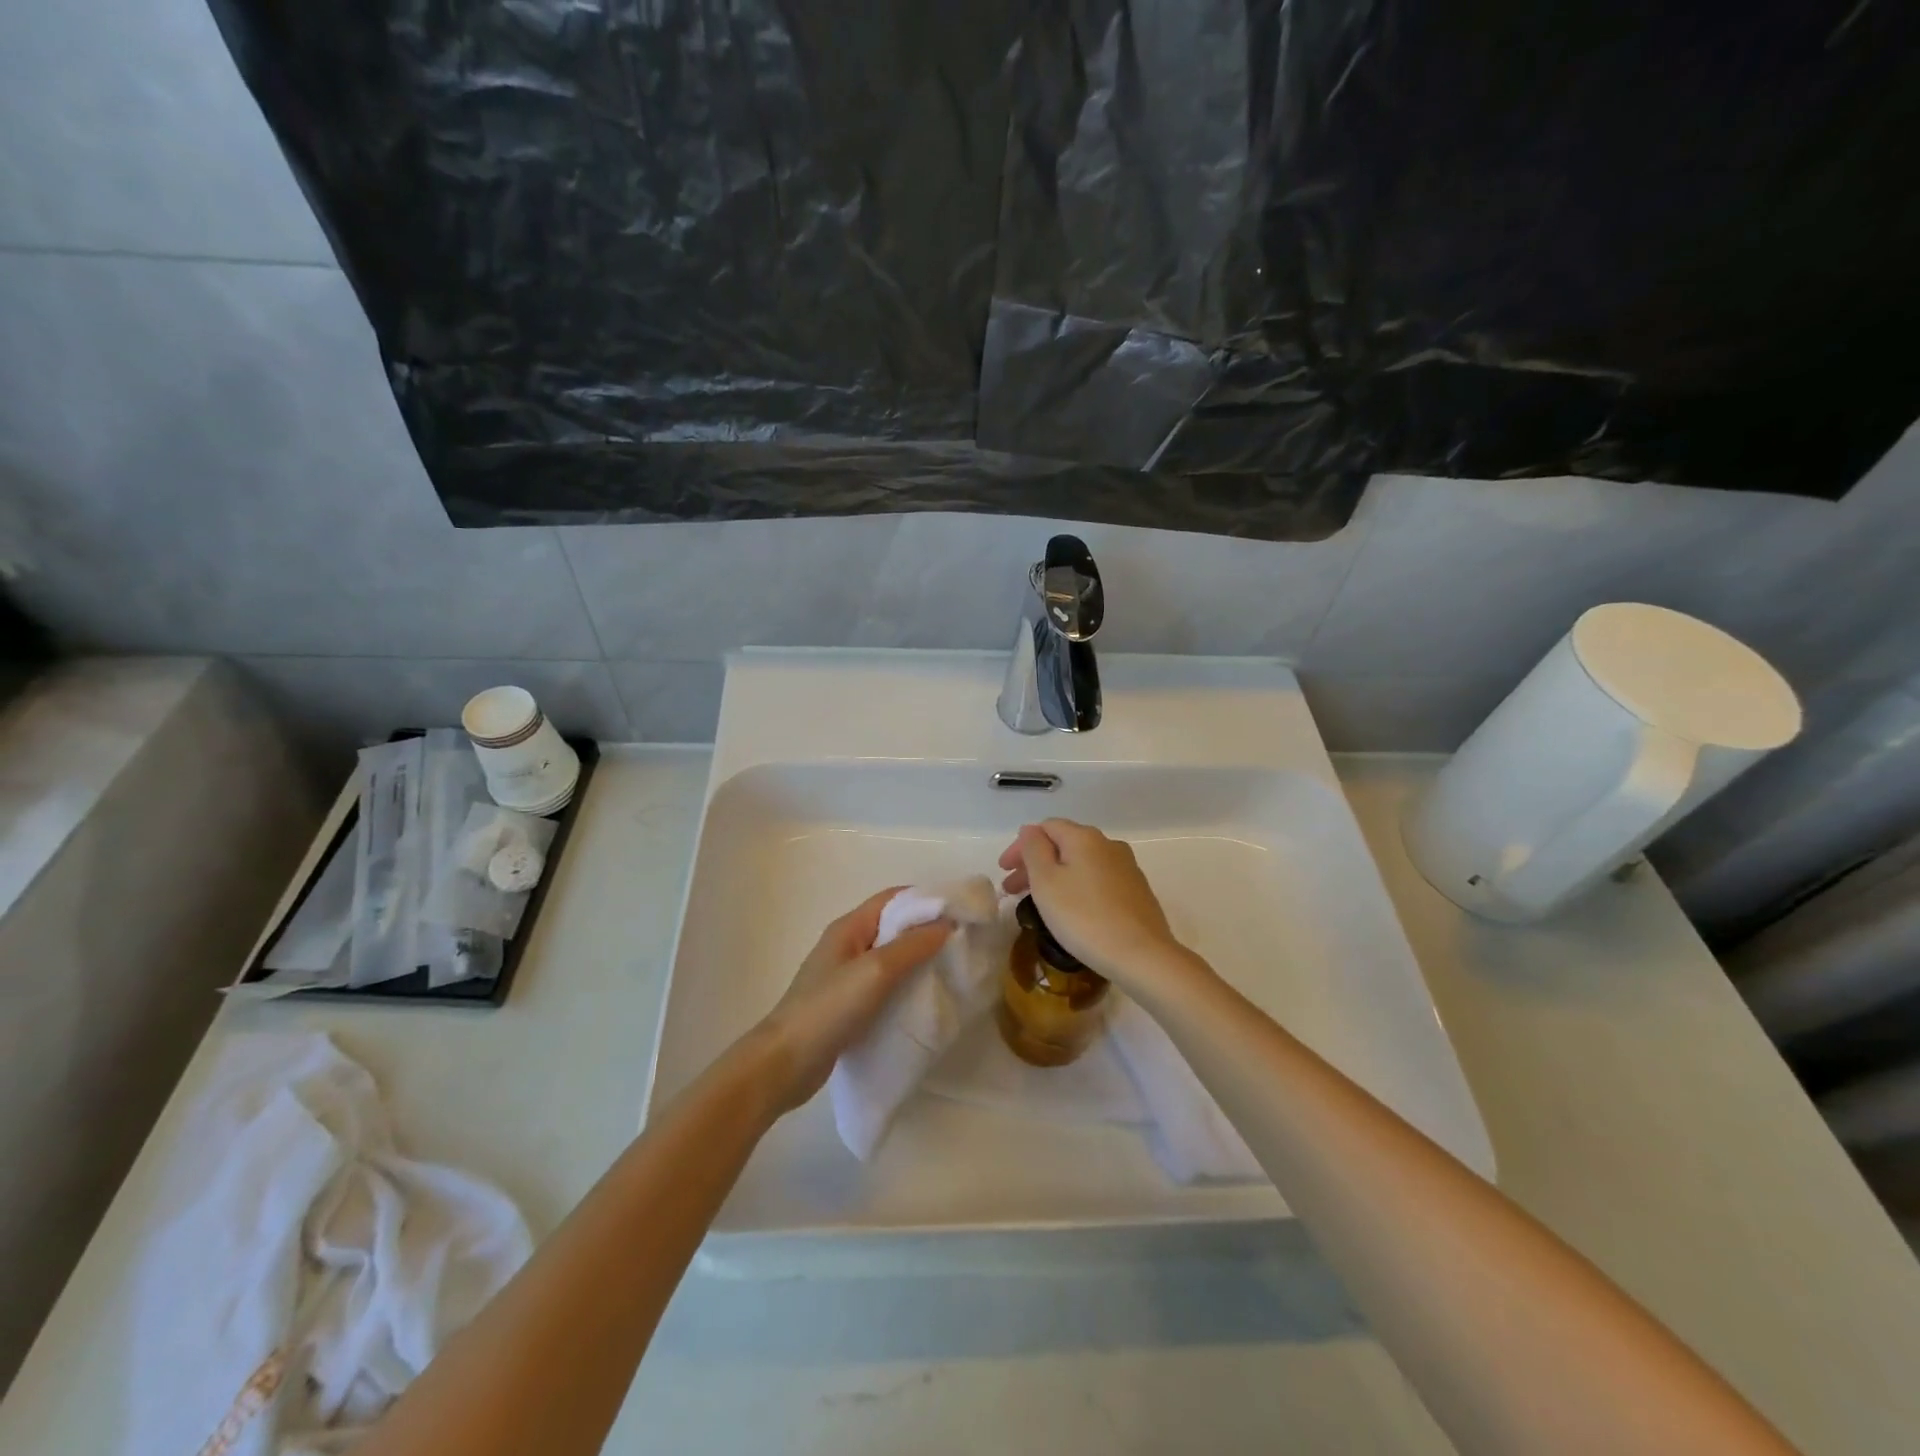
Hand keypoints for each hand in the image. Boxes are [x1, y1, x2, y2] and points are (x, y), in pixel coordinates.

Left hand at [750, 889, 951, 1113]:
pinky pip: (884, 985)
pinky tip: (925, 999)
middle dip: (927, 930)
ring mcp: (845, 977)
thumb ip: (911, 946)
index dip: (926, 899)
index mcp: (849, 927)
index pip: (893, 898)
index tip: (961, 910)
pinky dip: (905, 986)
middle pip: (893, 927)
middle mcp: (847, 945)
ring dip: (918, 960)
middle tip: (963, 942)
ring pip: (890, 958)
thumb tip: (946, 924)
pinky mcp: (847, 1005)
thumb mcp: (875, 971)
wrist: (785, 1064)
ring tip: (952, 969)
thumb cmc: (829, 1008)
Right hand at [998, 819, 1187, 986]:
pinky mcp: (1137, 891)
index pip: (1045, 827)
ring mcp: (1126, 868)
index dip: (1020, 846)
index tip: (1003, 872)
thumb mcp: (1046, 882)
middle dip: (1035, 863)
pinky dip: (1076, 887)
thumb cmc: (1084, 917)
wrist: (1142, 955)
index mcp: (1084, 837)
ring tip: (1039, 902)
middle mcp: (1108, 845)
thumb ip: (1034, 849)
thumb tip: (1031, 830)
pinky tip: (1071, 910)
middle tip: (1013, 890)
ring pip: (1081, 863)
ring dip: (1055, 877)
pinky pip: (1097, 880)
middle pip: (1063, 845)